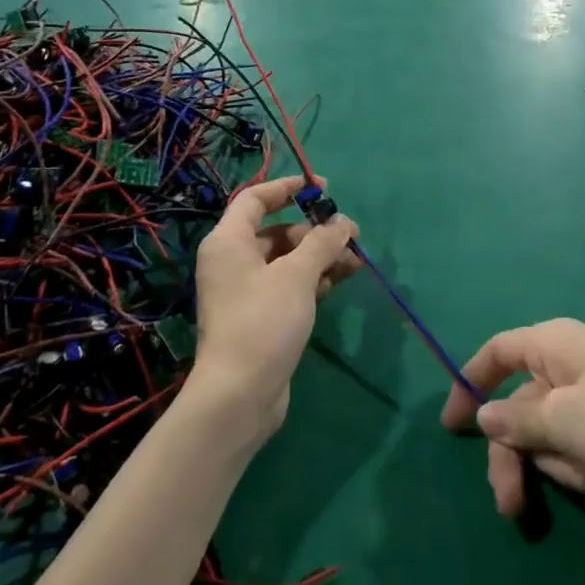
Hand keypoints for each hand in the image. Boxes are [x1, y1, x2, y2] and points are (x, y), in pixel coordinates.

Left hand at [191, 175, 357, 441]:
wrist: (239, 395)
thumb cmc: (263, 322)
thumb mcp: (297, 275)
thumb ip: (322, 242)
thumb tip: (343, 223)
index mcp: (228, 241)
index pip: (255, 198)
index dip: (288, 188)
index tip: (322, 188)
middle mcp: (232, 261)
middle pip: (276, 230)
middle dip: (315, 230)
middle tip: (350, 234)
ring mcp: (245, 291)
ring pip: (287, 260)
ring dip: (320, 256)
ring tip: (356, 260)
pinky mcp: (260, 316)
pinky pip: (288, 285)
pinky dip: (313, 279)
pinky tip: (341, 280)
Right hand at [439, 318, 584, 519]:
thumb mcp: (565, 421)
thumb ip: (517, 421)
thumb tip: (483, 416)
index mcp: (553, 344)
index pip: (497, 352)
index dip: (468, 383)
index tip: (450, 428)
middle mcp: (570, 367)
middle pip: (520, 410)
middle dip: (518, 457)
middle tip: (511, 507)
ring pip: (551, 441)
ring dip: (567, 467)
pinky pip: (583, 456)